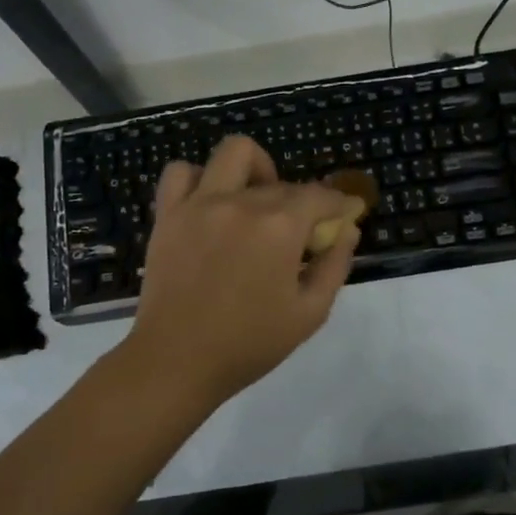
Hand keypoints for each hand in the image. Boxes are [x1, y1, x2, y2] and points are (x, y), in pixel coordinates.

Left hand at [123, 136, 362, 409]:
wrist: (177, 361)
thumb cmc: (249, 344)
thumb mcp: (310, 313)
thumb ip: (335, 266)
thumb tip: (347, 230)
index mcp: (279, 227)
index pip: (321, 196)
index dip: (339, 204)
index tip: (343, 218)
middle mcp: (241, 203)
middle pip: (282, 183)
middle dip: (300, 204)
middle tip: (298, 237)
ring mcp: (200, 204)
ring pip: (233, 153)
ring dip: (254, 169)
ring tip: (255, 200)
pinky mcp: (168, 214)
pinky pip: (181, 172)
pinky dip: (199, 178)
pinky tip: (210, 203)